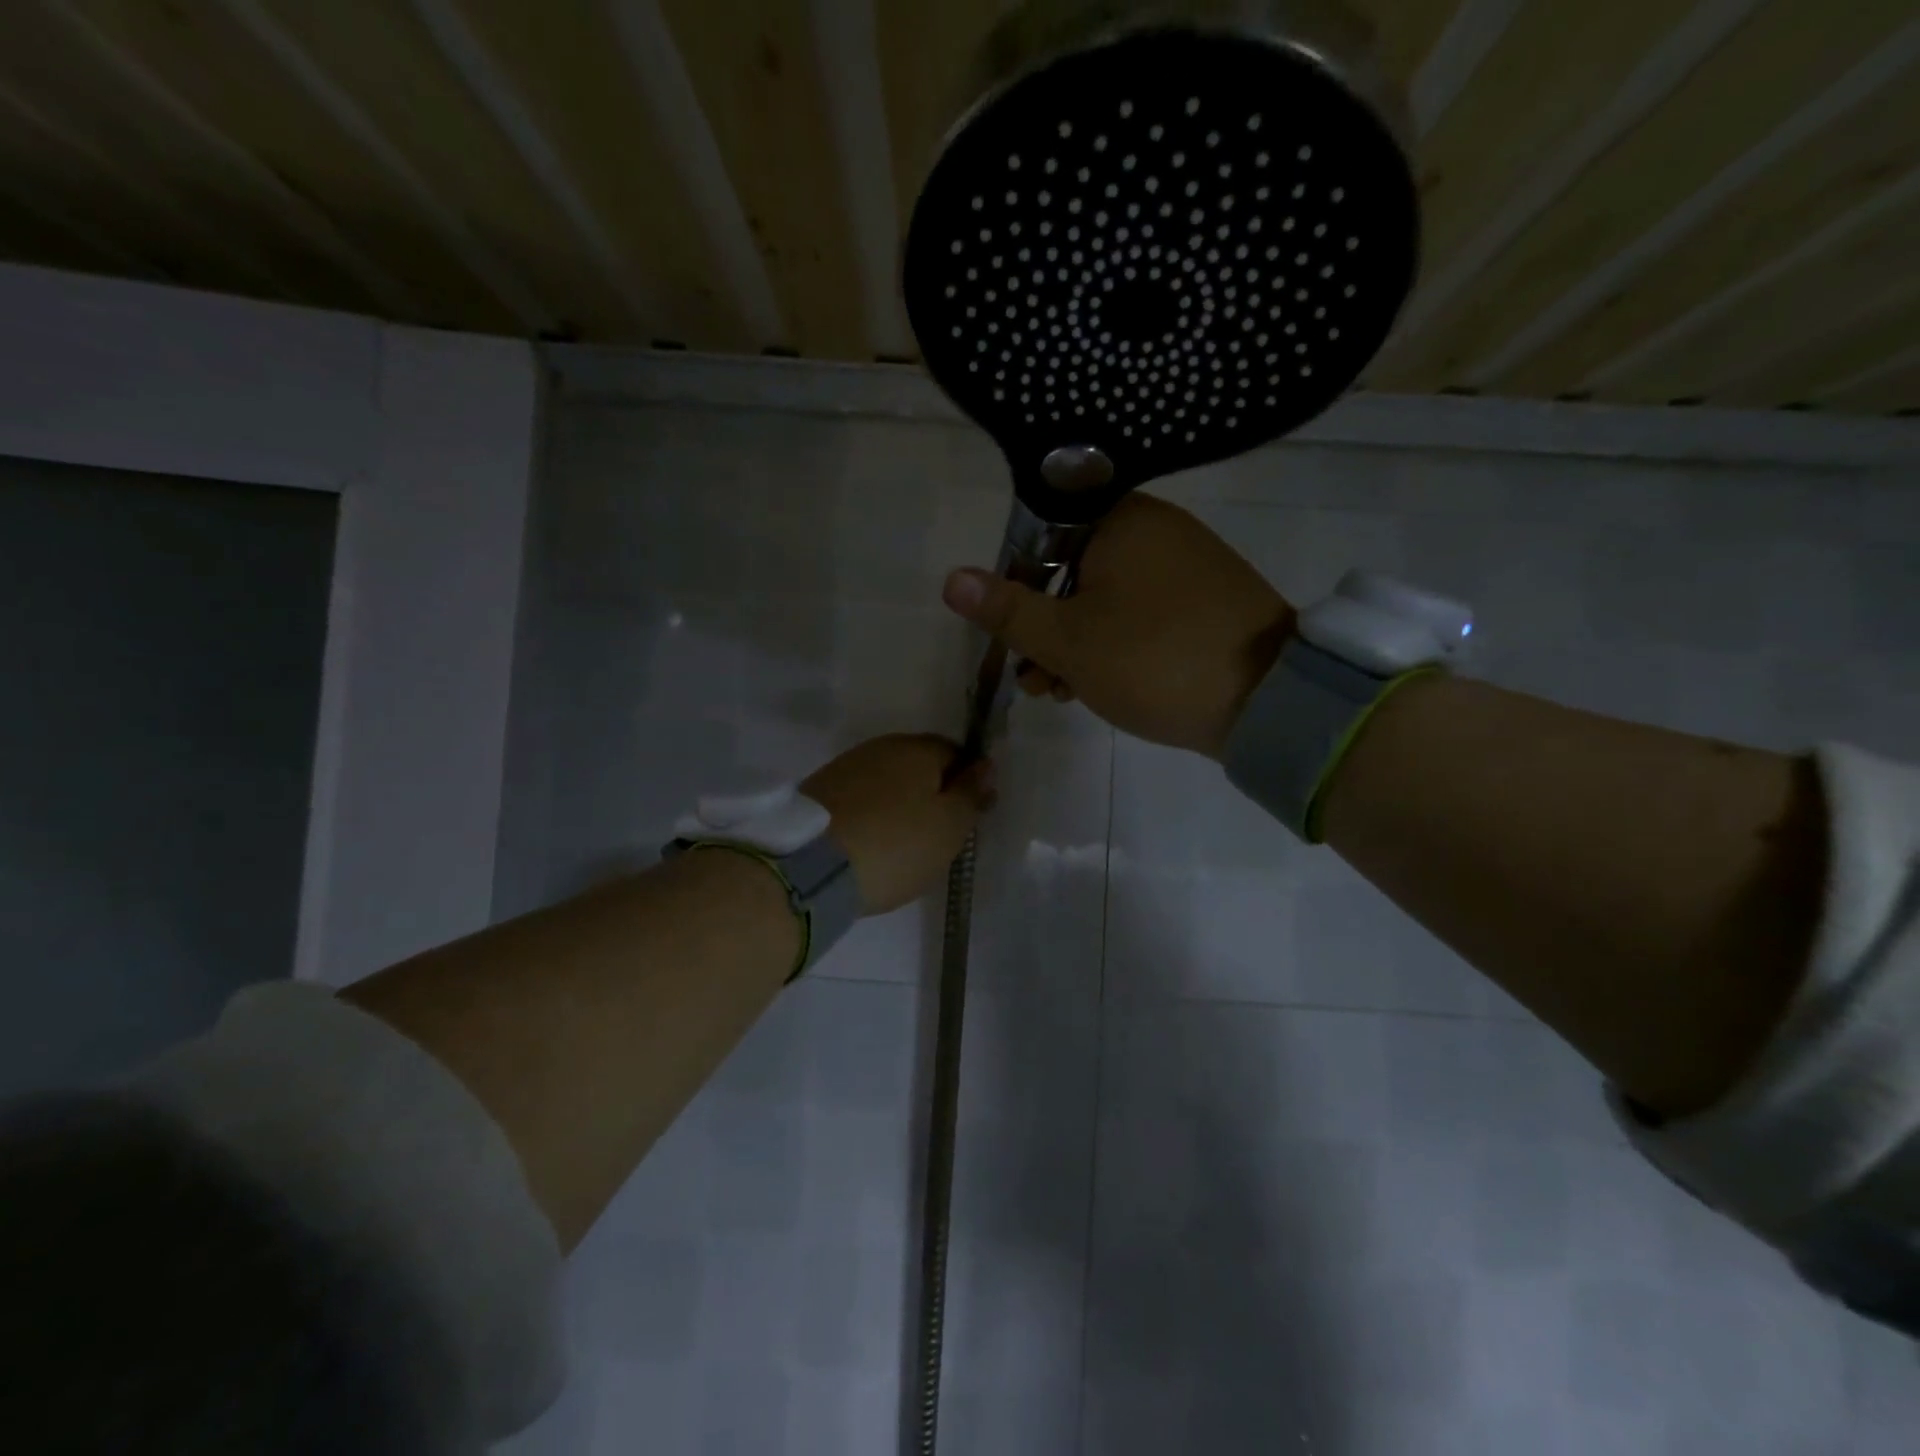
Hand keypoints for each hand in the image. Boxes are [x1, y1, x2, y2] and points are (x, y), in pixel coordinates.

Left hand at [802, 734, 993, 914]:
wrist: (810, 867)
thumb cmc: (895, 845)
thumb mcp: (949, 826)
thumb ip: (970, 793)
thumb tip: (986, 765)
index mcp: (918, 748)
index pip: (956, 753)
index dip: (966, 784)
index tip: (966, 819)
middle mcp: (881, 747)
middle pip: (919, 766)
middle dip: (932, 794)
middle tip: (937, 836)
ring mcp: (845, 767)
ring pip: (887, 782)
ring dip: (900, 805)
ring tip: (902, 845)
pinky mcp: (819, 792)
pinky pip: (860, 799)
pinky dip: (871, 816)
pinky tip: (871, 843)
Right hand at [940, 494, 1295, 757]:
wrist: (1269, 702)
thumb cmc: (1154, 660)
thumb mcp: (1069, 641)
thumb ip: (1008, 610)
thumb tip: (951, 579)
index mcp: (1121, 522)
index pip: (1042, 537)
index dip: (1016, 586)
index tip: (1011, 635)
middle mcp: (1155, 530)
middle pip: (1071, 571)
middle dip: (1044, 630)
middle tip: (1035, 680)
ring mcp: (1186, 565)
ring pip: (1104, 598)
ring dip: (1074, 645)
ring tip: (1061, 694)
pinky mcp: (1205, 601)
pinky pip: (1141, 613)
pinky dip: (1113, 645)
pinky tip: (1100, 687)